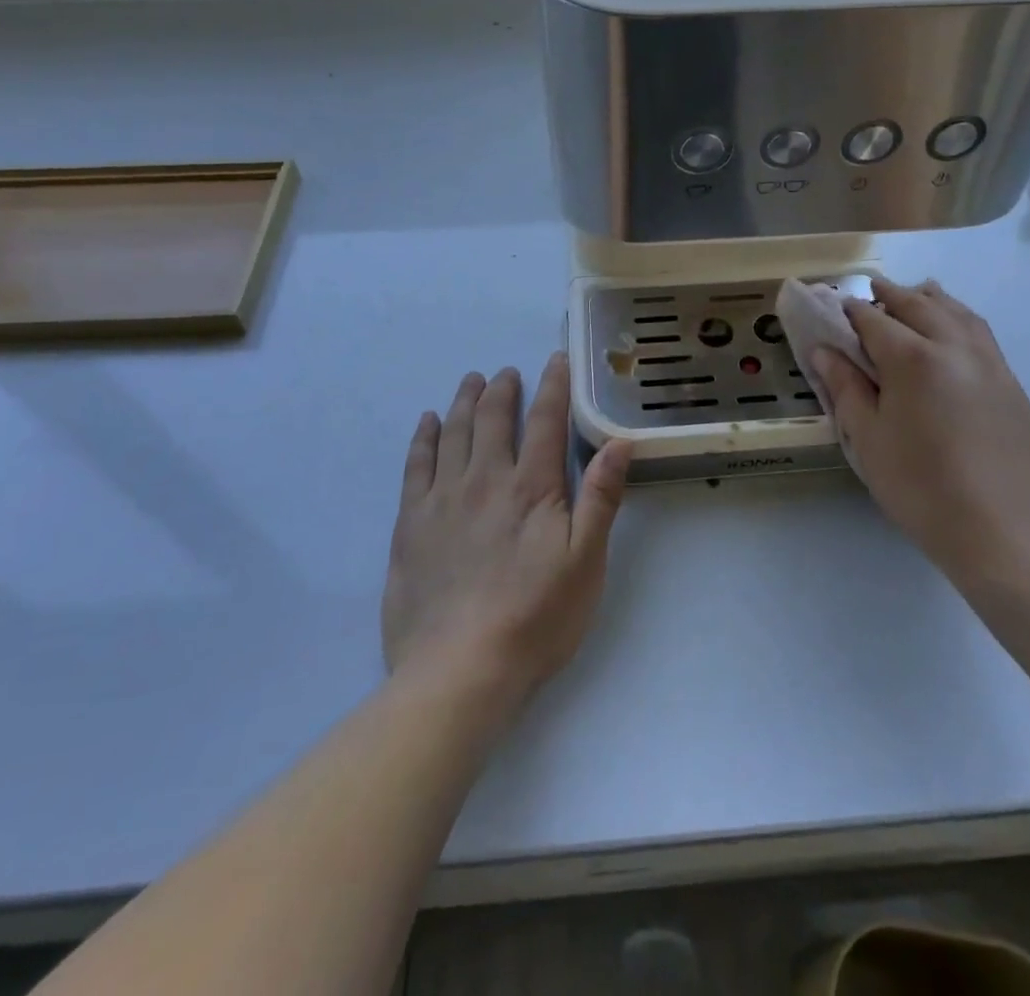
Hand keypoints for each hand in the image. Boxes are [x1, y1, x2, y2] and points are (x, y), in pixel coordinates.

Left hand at [382, 352, 633, 710]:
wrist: (459, 671)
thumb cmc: (535, 618)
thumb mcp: (586, 562)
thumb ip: (600, 497)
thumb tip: (619, 441)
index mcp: (531, 487)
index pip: (544, 420)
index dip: (551, 385)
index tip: (554, 359)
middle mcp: (484, 479)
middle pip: (492, 418)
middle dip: (502, 388)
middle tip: (507, 372)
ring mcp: (442, 499)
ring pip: (452, 432)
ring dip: (463, 401)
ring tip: (471, 381)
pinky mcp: (410, 524)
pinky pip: (415, 464)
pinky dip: (422, 437)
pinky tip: (427, 422)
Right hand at [808, 280, 1029, 593]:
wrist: (1000, 532)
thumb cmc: (920, 487)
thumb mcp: (868, 438)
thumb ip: (845, 387)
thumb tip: (823, 350)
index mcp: (913, 359)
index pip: (874, 320)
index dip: (851, 311)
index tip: (835, 308)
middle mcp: (954, 347)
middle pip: (918, 305)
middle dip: (890, 294)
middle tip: (870, 289)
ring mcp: (989, 363)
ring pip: (957, 312)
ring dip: (930, 299)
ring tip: (914, 294)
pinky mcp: (1010, 384)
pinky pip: (980, 334)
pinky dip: (959, 318)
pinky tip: (952, 330)